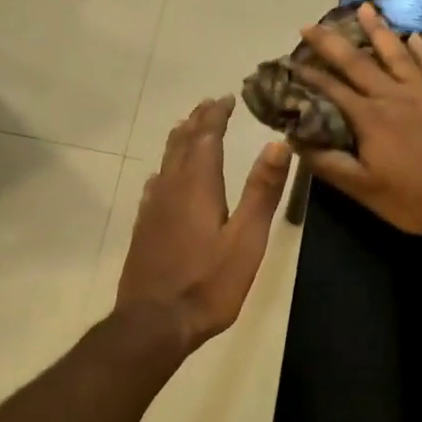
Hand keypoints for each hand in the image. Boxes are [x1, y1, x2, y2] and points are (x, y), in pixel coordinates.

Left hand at [117, 97, 292, 349]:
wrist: (155, 323)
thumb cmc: (209, 283)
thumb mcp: (247, 240)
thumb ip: (262, 192)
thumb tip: (277, 143)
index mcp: (197, 186)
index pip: (205, 137)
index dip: (215, 116)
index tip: (226, 99)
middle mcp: (170, 189)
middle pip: (181, 144)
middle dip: (196, 122)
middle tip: (209, 106)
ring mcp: (153, 209)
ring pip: (165, 162)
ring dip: (179, 142)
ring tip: (189, 130)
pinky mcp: (144, 228)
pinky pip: (155, 186)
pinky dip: (165, 170)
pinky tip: (162, 178)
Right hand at [295, 2, 421, 236]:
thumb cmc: (418, 199)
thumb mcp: (366, 190)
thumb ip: (331, 165)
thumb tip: (296, 142)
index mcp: (370, 119)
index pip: (331, 91)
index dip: (308, 76)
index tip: (288, 62)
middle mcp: (393, 97)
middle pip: (358, 63)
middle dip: (332, 43)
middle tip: (310, 25)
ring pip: (395, 54)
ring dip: (377, 30)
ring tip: (364, 7)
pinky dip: (420, 50)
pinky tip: (413, 36)